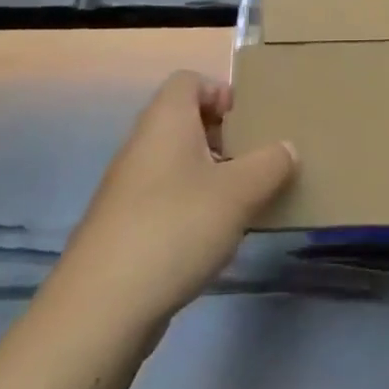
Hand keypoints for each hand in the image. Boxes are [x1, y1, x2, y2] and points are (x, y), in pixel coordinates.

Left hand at [50, 71, 295, 331]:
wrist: (101, 308)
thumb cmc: (175, 227)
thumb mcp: (239, 193)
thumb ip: (270, 164)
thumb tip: (287, 148)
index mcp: (166, 120)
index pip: (189, 80)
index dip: (220, 91)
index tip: (250, 120)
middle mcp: (143, 143)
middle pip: (184, 120)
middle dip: (223, 135)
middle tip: (255, 159)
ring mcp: (128, 187)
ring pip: (176, 162)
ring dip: (210, 173)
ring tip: (242, 200)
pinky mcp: (124, 226)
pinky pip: (165, 197)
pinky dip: (191, 206)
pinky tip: (212, 237)